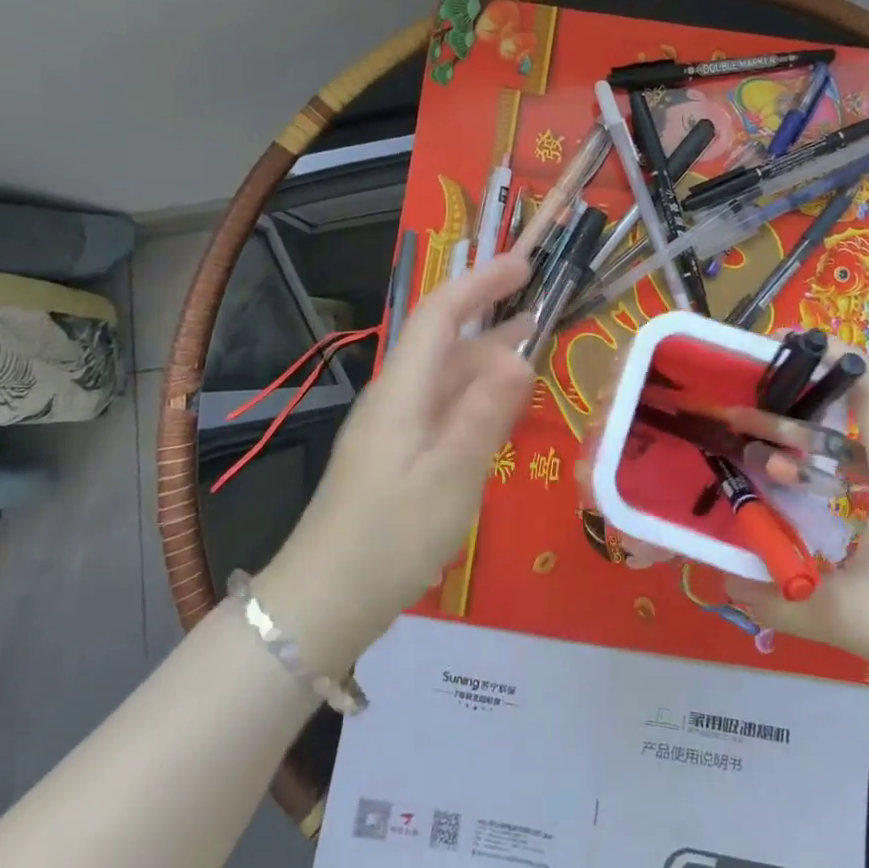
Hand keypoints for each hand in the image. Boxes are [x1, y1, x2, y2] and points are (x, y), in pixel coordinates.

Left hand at [257, 253, 533, 671]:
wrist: (324, 601)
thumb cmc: (390, 538)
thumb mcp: (449, 478)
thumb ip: (484, 414)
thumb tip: (520, 355)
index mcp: (403, 391)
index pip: (439, 315)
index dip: (480, 283)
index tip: (522, 266)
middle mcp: (396, 398)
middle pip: (445, 343)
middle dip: (492, 320)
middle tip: (544, 312)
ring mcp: (394, 428)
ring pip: (446, 378)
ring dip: (487, 361)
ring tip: (534, 355)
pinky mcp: (397, 455)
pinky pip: (442, 410)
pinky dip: (476, 399)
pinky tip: (500, 414)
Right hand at [725, 347, 868, 718]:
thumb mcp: (849, 616)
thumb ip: (777, 599)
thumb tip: (726, 581)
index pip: (863, 372)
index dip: (814, 351)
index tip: (762, 353)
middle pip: (857, 401)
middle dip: (795, 402)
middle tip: (741, 413)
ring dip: (817, 440)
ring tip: (765, 457)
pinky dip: (845, 468)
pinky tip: (817, 499)